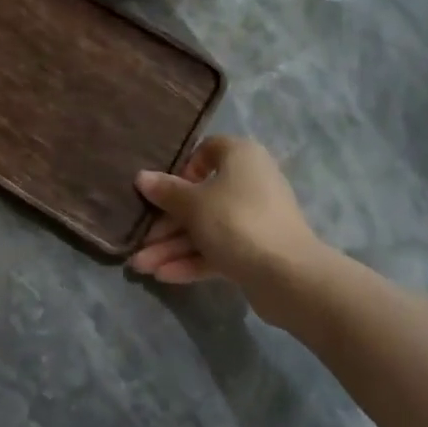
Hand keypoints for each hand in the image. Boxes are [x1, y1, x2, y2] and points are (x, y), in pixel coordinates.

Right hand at [129, 136, 328, 325]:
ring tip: (140, 266)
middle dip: (166, 222)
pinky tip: (163, 275)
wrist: (288, 276)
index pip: (207, 150)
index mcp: (241, 157)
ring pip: (206, 228)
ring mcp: (254, 219)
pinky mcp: (256, 250)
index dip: (182, 169)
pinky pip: (218, 249)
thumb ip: (166, 191)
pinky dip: (192, 260)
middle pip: (200, 197)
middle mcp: (250, 182)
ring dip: (173, 246)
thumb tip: (142, 177)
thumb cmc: (236, 221)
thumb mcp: (193, 204)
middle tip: (139, 239)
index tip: (163, 190)